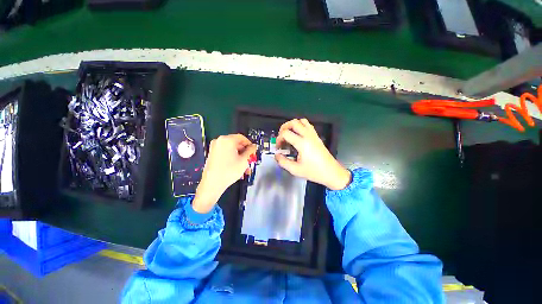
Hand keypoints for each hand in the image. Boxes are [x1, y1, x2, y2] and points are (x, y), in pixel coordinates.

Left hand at [193, 134, 256, 213]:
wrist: (212, 184)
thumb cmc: (229, 171)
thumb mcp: (244, 160)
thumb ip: (250, 151)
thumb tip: (253, 146)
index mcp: (226, 140)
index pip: (241, 138)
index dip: (249, 144)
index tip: (253, 150)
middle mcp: (219, 141)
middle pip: (236, 144)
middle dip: (245, 153)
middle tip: (250, 160)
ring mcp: (214, 148)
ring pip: (232, 150)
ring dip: (240, 157)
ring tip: (245, 168)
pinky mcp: (212, 155)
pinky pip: (226, 154)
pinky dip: (233, 159)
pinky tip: (238, 168)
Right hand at [275, 118, 350, 190]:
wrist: (331, 173)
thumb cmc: (314, 172)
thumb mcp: (295, 170)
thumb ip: (283, 162)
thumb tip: (277, 155)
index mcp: (302, 143)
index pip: (286, 133)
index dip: (279, 139)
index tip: (279, 147)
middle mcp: (308, 136)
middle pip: (294, 122)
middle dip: (284, 127)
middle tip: (281, 137)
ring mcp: (313, 135)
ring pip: (302, 121)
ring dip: (293, 125)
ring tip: (289, 134)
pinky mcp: (317, 136)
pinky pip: (308, 125)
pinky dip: (300, 126)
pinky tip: (298, 136)